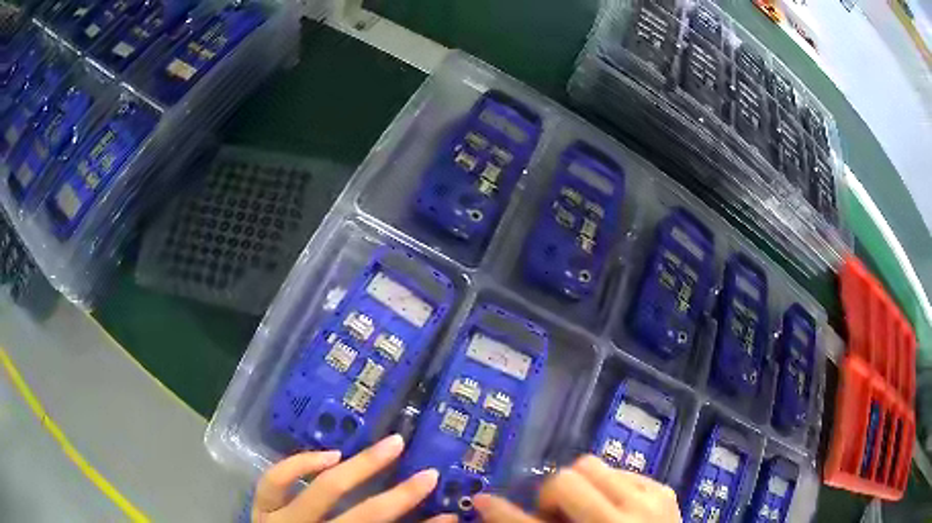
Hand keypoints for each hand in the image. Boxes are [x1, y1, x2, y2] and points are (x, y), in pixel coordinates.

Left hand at [252, 434, 455, 522]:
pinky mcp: (261, 509)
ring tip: (387, 447)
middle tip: (428, 473)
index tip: (450, 514)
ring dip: (358, 467)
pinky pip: (275, 481)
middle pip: (361, 517)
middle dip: (399, 496)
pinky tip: (328, 454)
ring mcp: (281, 521)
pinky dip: (299, 463)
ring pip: (321, 491)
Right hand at [473, 455, 680, 522]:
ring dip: (581, 487)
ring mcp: (649, 502)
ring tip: (586, 509)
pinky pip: (622, 471)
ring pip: (593, 466)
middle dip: (553, 496)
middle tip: (557, 515)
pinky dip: (608, 486)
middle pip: (567, 479)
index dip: (502, 513)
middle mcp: (621, 522)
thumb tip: (493, 508)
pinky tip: (613, 507)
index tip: (484, 500)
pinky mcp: (664, 491)